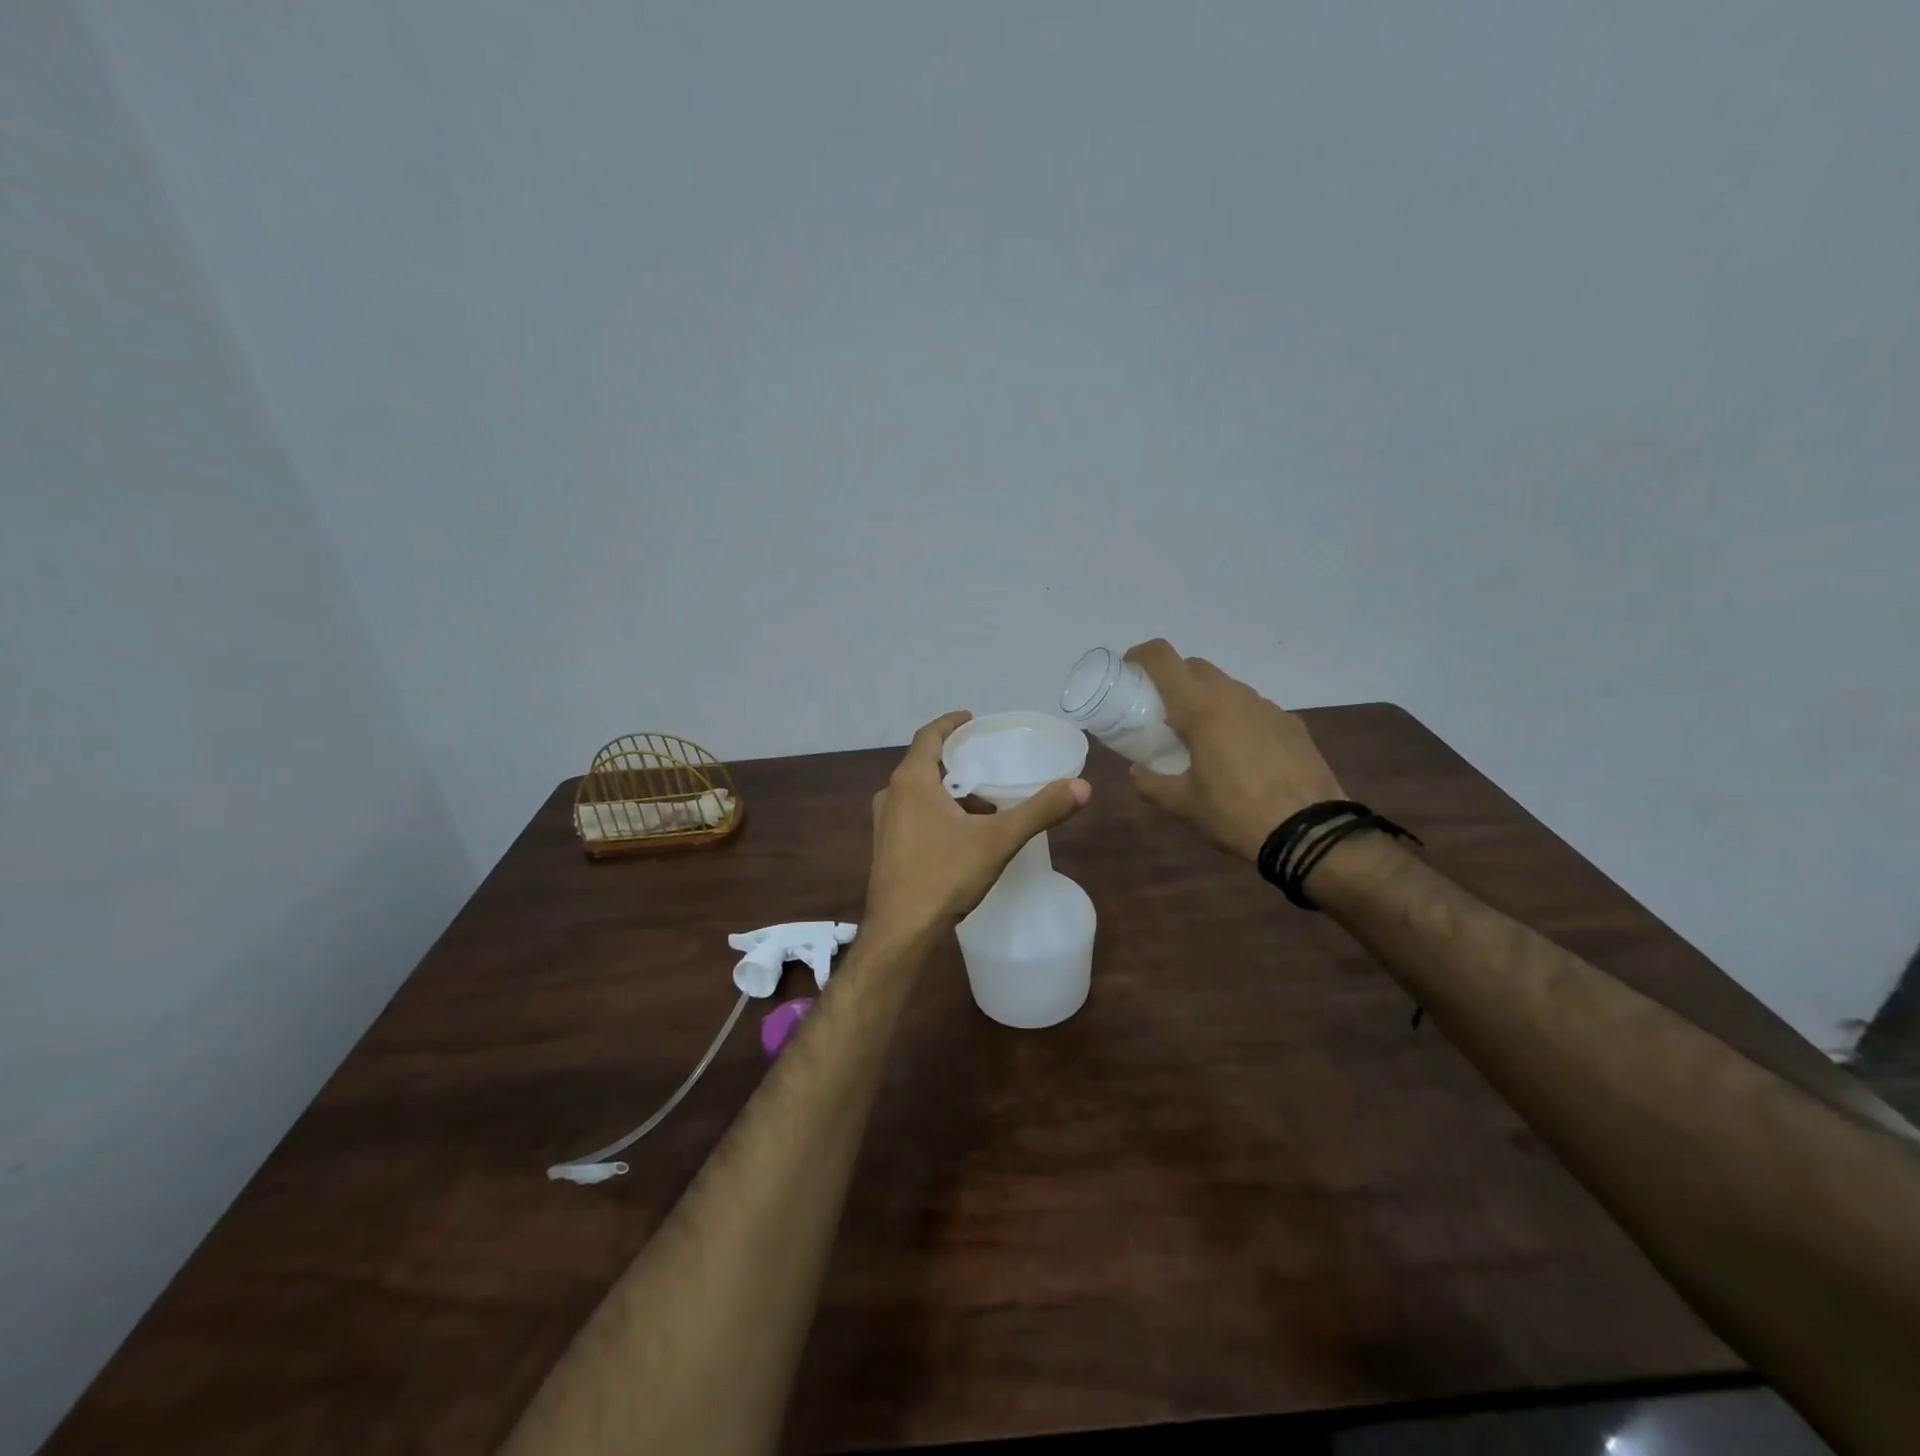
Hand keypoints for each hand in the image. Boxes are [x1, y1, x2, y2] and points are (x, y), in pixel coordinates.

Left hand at [865, 711, 1090, 935]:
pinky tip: (964, 834)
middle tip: (986, 759)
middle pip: (924, 764)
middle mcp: (891, 796)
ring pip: (919, 793)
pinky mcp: (885, 848)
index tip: (971, 718)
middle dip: (955, 760)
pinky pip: (913, 816)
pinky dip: (938, 812)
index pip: (928, 735)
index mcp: (911, 781)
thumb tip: (1082, 787)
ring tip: (983, 799)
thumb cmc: (944, 875)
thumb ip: (1040, 811)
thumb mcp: (998, 839)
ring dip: (948, 790)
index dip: (950, 723)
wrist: (901, 931)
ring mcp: (884, 824)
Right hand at [1123, 640, 1345, 861]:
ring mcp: (1267, 707)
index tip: (1129, 672)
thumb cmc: (1236, 813)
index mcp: (1202, 708)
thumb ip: (1151, 783)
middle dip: (1172, 680)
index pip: (1163, 658)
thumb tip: (1136, 771)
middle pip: (1194, 667)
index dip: (1140, 655)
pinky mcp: (1291, 723)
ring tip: (1200, 738)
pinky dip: (1235, 718)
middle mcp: (1234, 696)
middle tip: (1159, 713)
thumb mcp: (1183, 805)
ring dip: (1205, 699)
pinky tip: (1238, 754)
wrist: (1310, 833)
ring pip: (1226, 686)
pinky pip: (1253, 708)